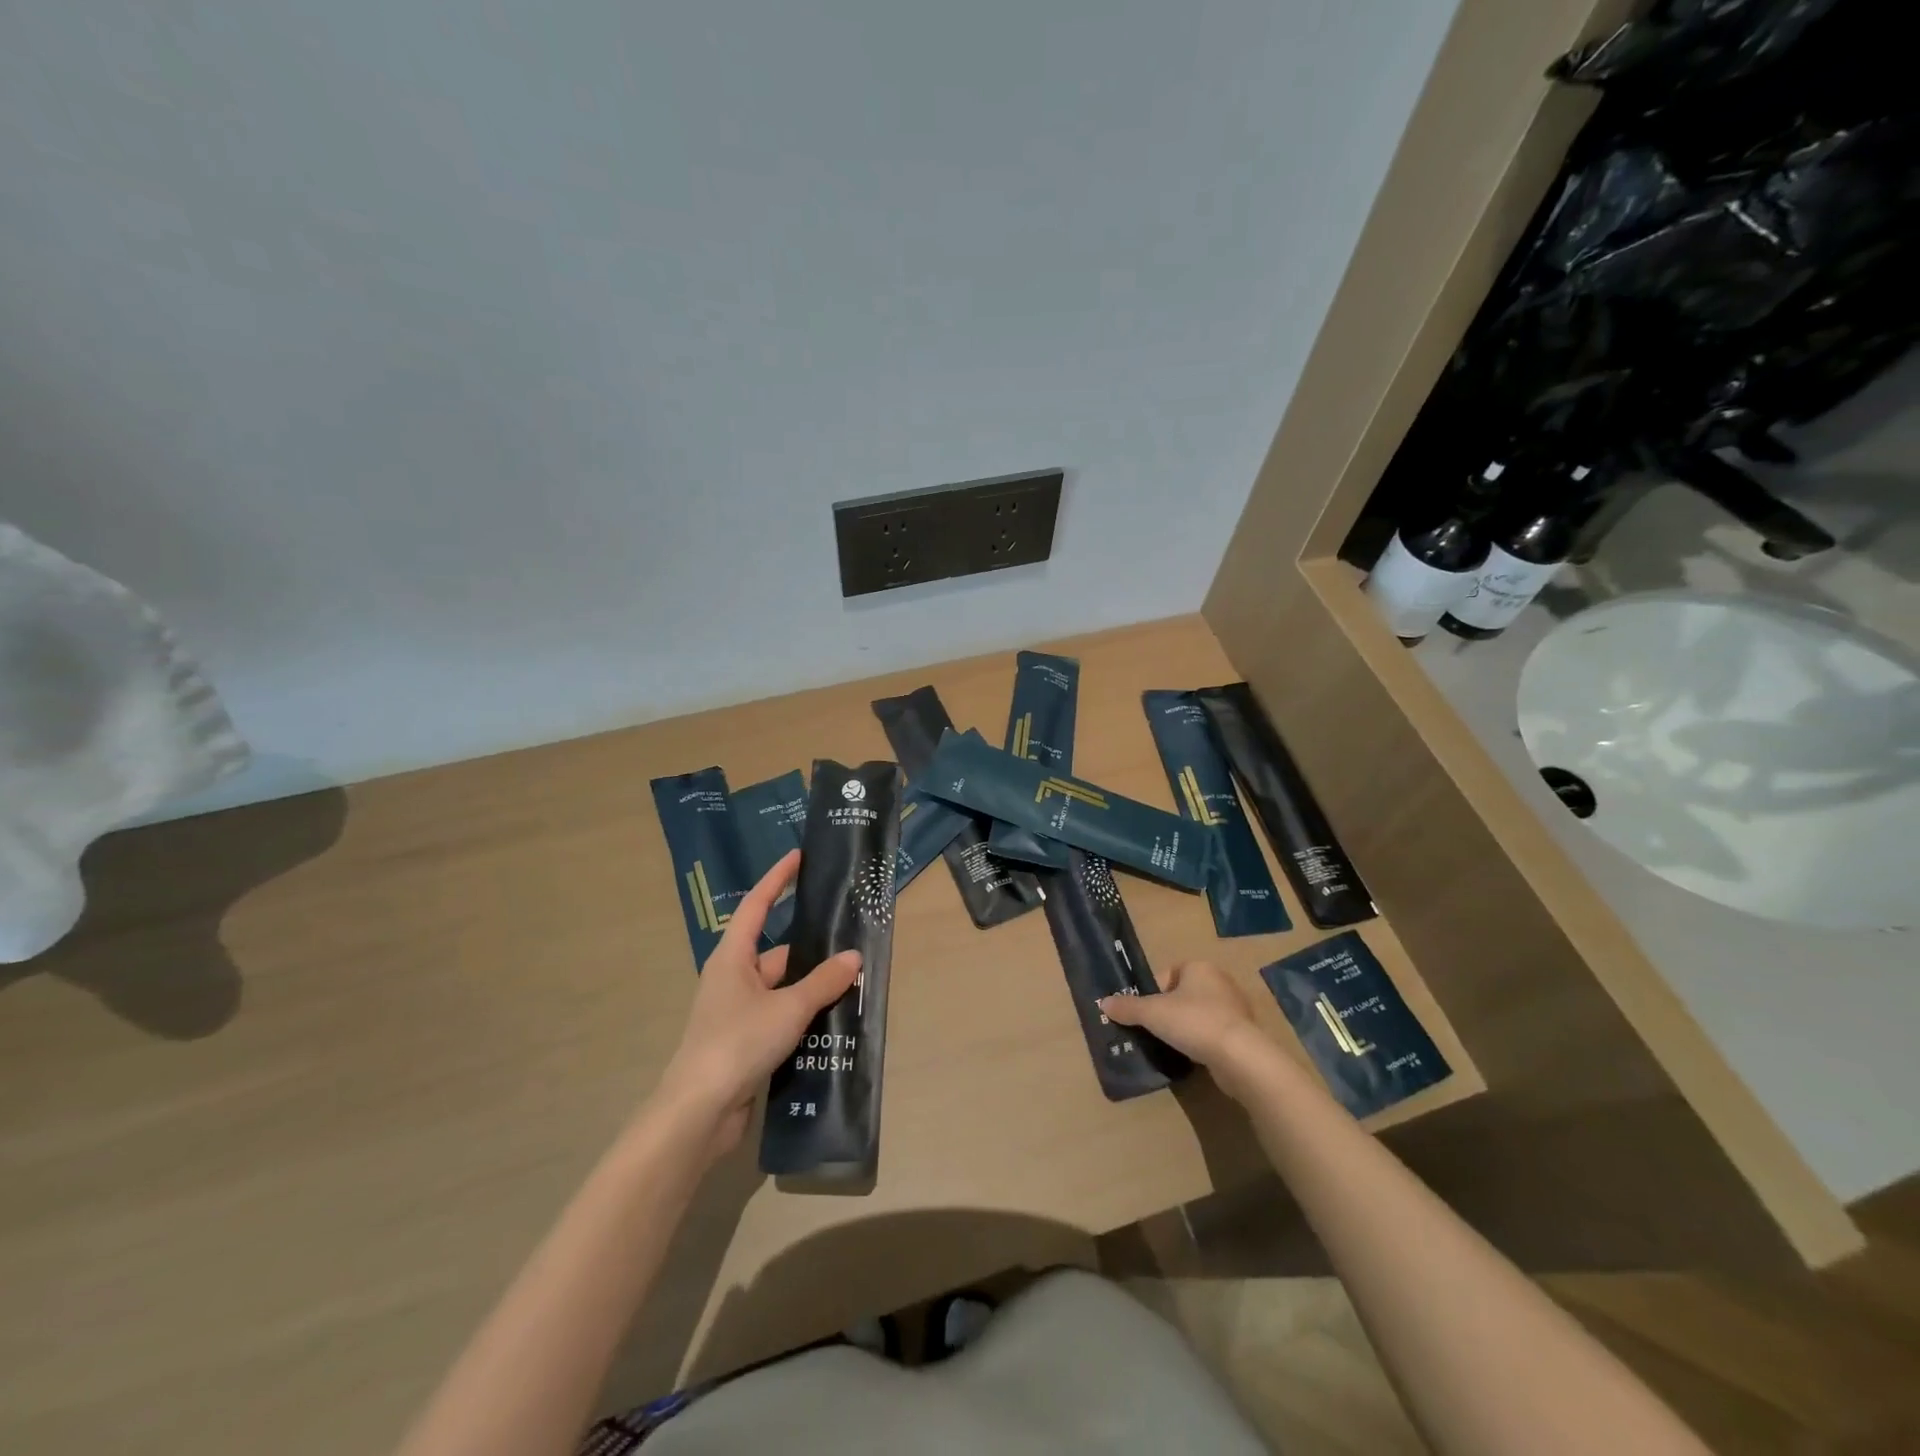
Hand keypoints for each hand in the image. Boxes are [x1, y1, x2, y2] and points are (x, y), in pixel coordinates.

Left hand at [656, 850, 861, 1160]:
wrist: (699, 1112)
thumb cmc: (738, 1043)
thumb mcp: (788, 1008)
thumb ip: (823, 982)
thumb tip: (853, 957)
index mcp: (733, 958)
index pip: (757, 905)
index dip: (777, 879)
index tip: (798, 857)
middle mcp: (733, 978)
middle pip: (778, 952)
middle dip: (812, 949)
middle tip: (852, 939)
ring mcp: (738, 1012)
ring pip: (783, 988)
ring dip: (812, 987)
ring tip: (854, 981)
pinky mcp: (745, 1041)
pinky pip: (781, 1016)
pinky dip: (804, 1015)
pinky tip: (834, 1021)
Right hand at [1100, 960, 1271, 1095]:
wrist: (1240, 1056)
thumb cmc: (1193, 1022)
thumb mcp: (1152, 1013)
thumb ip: (1127, 1007)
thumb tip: (1103, 1003)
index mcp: (1199, 967)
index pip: (1167, 974)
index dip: (1151, 993)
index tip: (1144, 1014)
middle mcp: (1219, 981)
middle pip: (1182, 994)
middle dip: (1167, 1011)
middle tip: (1154, 1030)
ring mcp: (1235, 1007)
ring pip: (1198, 1014)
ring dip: (1185, 1027)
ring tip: (1172, 1045)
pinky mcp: (1244, 1032)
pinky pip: (1214, 1032)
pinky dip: (1202, 1042)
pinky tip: (1193, 1056)